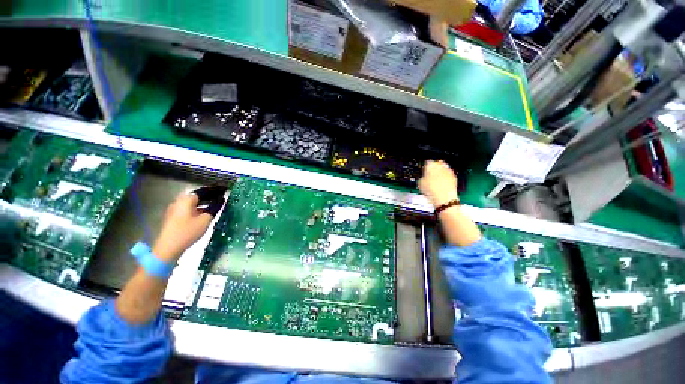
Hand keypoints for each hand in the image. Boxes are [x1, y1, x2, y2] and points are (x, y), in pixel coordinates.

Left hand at [152, 193, 215, 261]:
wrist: (168, 247)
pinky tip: (204, 214)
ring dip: (203, 204)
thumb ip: (214, 208)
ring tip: (215, 207)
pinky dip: (197, 209)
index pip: (204, 191)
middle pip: (197, 197)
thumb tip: (221, 200)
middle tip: (221, 199)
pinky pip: (188, 209)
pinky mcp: (173, 217)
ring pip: (192, 203)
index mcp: (186, 199)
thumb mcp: (206, 220)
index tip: (224, 191)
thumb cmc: (188, 231)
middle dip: (209, 197)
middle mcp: (178, 201)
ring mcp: (174, 209)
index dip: (215, 191)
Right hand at [418, 160, 458, 208]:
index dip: (424, 166)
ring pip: (443, 168)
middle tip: (429, 174)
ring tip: (435, 180)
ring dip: (440, 172)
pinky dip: (445, 177)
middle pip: (437, 164)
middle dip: (434, 168)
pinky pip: (448, 174)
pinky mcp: (454, 177)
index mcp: (431, 166)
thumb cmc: (431, 191)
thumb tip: (422, 177)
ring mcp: (448, 171)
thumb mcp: (420, 184)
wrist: (444, 199)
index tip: (423, 170)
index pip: (427, 162)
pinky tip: (441, 183)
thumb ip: (421, 177)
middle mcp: (441, 166)